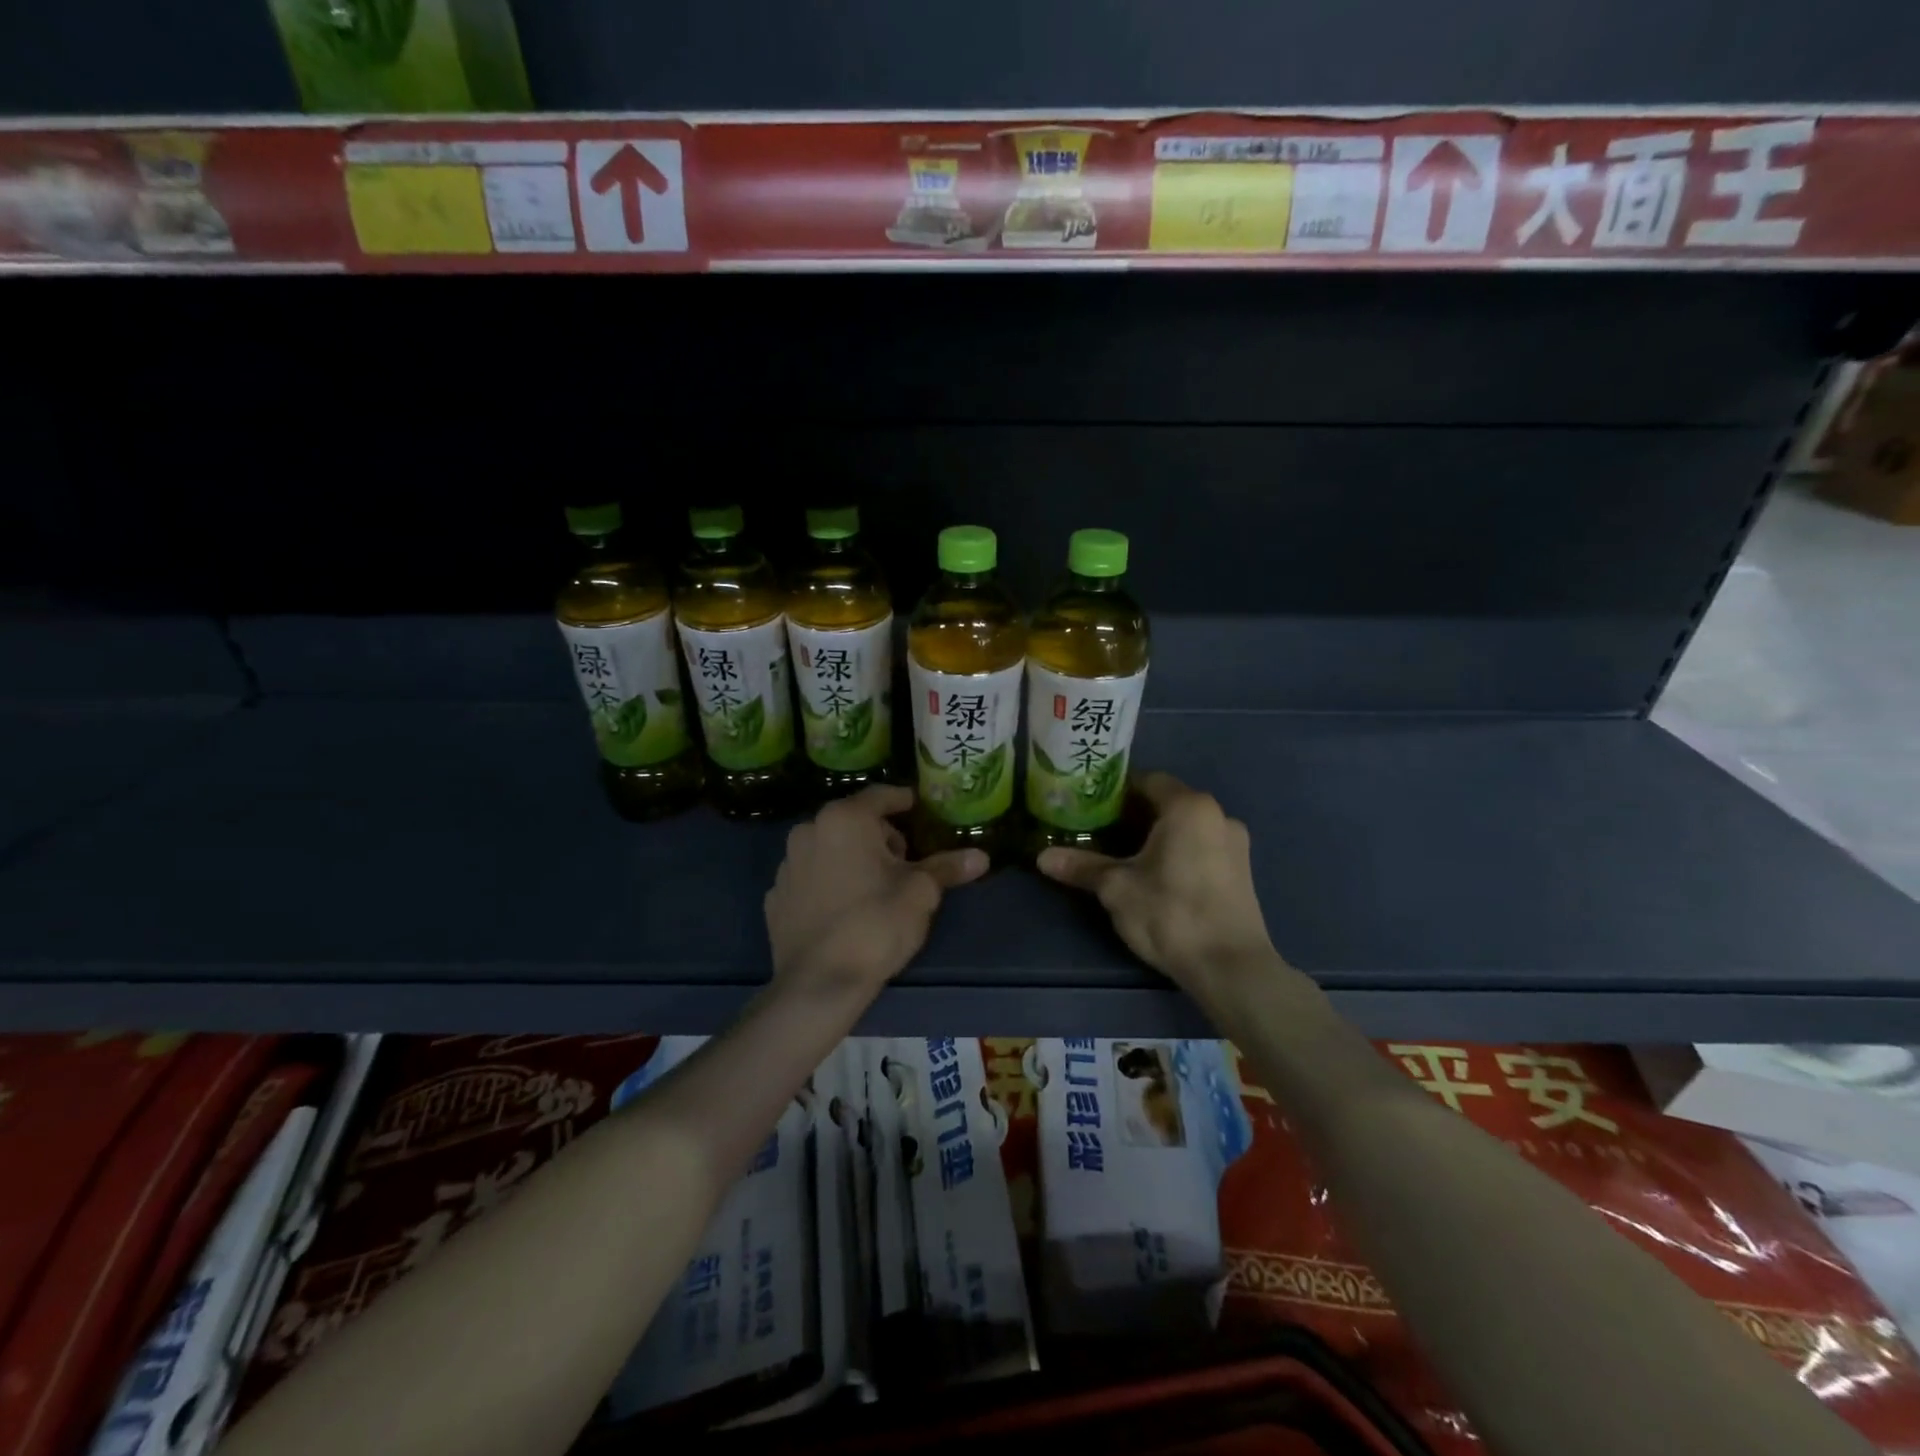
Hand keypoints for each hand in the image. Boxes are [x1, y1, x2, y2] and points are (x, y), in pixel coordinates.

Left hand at [765, 785, 987, 998]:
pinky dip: (828, 884)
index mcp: (844, 819)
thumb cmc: (876, 924)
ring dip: (852, 859)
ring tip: (875, 890)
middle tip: (905, 864)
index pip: (882, 796)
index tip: (922, 813)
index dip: (905, 802)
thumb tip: (981, 857)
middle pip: (854, 822)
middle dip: (880, 836)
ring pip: (830, 849)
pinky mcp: (775, 897)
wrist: (818, 983)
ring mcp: (787, 865)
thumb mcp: (920, 892)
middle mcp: (809, 831)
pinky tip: (844, 911)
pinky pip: (811, 878)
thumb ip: (947, 867)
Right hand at [1038, 772, 1282, 1003]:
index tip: (1090, 808)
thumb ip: (1082, 867)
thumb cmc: (1171, 914)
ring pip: (1187, 827)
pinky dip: (1180, 852)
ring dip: (1158, 835)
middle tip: (1100, 833)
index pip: (1147, 780)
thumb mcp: (1117, 888)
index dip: (1116, 792)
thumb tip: (1042, 857)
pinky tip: (1159, 877)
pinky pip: (1203, 847)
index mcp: (1189, 806)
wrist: (1230, 968)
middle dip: (1134, 815)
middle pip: (1167, 803)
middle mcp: (1218, 815)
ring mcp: (1236, 843)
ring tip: (1126, 857)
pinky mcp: (1243, 871)